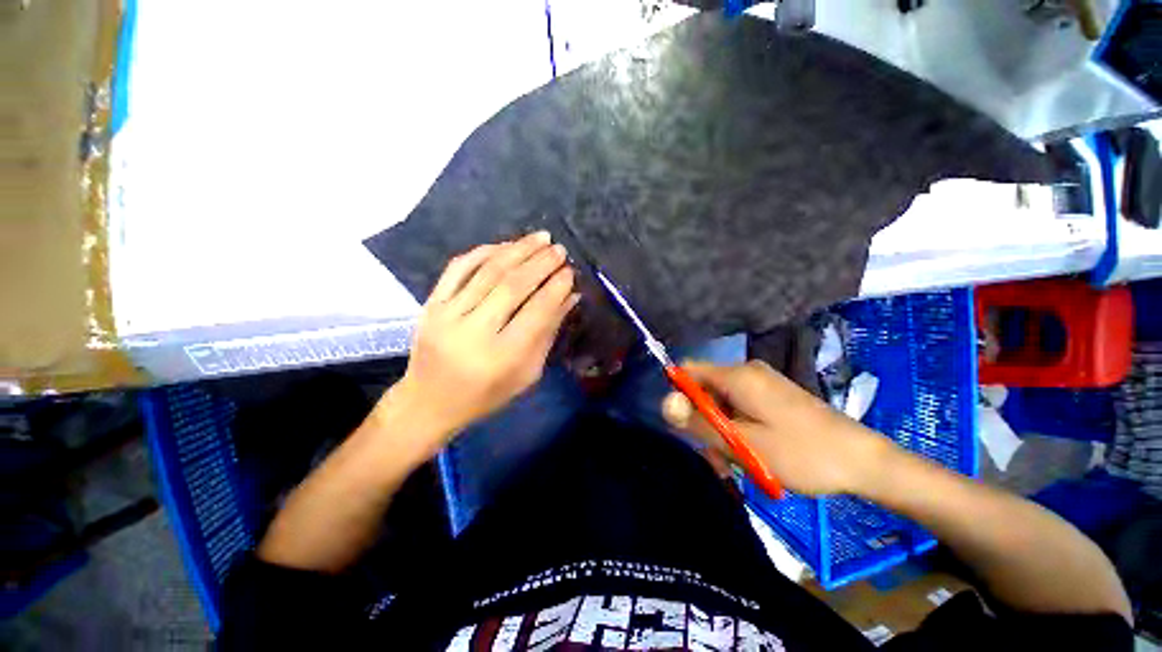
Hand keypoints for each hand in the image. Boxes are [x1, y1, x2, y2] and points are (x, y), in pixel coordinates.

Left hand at [375, 232, 578, 459]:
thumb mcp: (527, 374)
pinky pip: (458, 268)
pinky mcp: (431, 304)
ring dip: (518, 250)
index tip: (570, 272)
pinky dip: (484, 252)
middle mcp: (473, 332)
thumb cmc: (486, 395)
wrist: (428, 402)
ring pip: (488, 272)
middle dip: (541, 263)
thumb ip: (548, 333)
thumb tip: (570, 296)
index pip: (537, 312)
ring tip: (540, 238)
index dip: (556, 288)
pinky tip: (505, 245)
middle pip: (512, 286)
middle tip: (559, 249)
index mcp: (502, 357)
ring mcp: (447, 315)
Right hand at [661, 360, 889, 495]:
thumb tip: (664, 403)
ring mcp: (762, 384)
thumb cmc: (802, 453)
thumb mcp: (744, 443)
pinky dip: (738, 430)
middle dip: (704, 422)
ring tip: (737, 466)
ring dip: (721, 432)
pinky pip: (741, 408)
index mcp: (738, 376)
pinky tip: (751, 455)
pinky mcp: (773, 397)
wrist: (864, 462)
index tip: (686, 427)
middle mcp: (747, 373)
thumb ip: (700, 422)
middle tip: (717, 459)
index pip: (689, 371)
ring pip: (722, 403)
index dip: (679, 395)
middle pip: (705, 390)